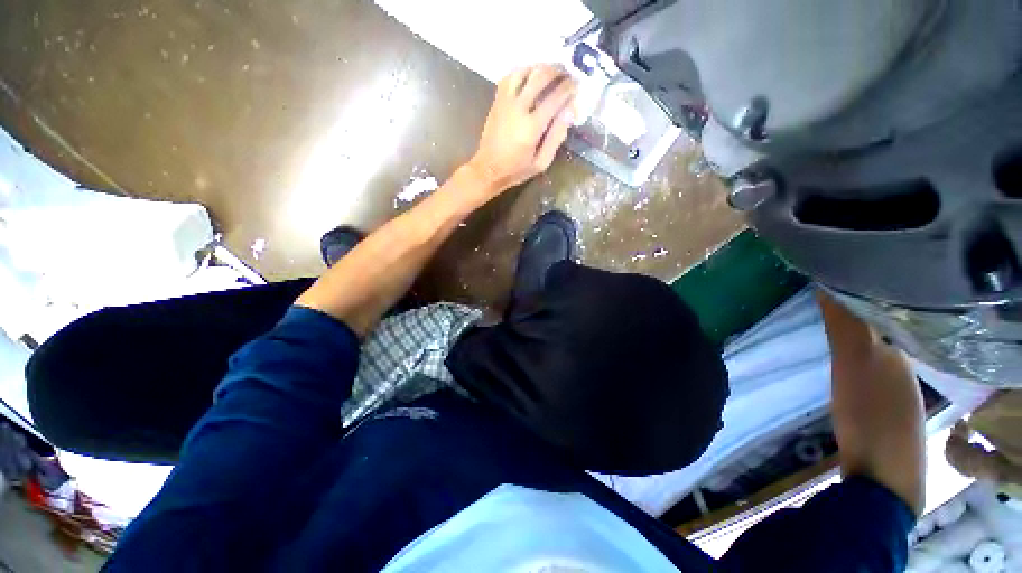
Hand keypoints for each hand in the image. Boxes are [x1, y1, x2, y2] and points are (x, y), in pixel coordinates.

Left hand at [468, 64, 576, 193]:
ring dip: (539, 67)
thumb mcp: (541, 163)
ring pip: (524, 70)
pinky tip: (530, 77)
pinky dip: (523, 71)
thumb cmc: (516, 170)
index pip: (555, 97)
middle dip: (557, 71)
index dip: (569, 87)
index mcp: (532, 126)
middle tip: (567, 73)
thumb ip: (556, 137)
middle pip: (540, 76)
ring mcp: (505, 101)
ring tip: (549, 72)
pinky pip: (510, 76)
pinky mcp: (497, 101)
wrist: (488, 169)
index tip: (577, 85)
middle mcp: (519, 108)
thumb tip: (569, 112)